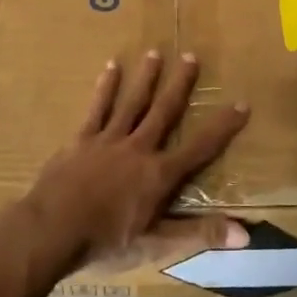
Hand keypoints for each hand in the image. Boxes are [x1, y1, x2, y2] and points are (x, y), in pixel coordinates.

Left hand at [18, 50, 250, 276]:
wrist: (51, 230)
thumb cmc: (105, 241)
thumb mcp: (156, 243)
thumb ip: (199, 233)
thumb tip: (245, 234)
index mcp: (159, 174)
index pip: (200, 147)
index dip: (223, 126)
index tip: (242, 103)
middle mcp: (138, 148)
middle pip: (164, 111)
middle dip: (180, 85)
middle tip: (191, 56)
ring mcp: (108, 140)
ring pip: (132, 103)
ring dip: (146, 78)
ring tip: (155, 53)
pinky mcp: (81, 139)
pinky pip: (97, 108)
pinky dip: (106, 88)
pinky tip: (112, 67)